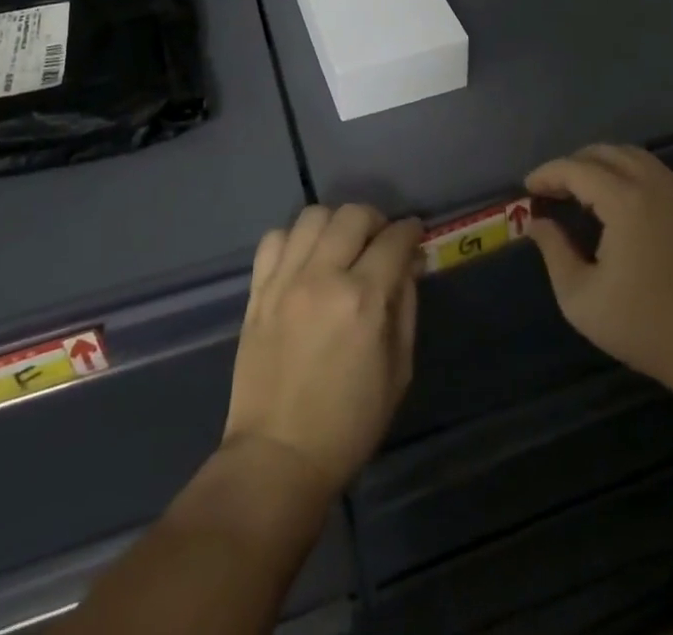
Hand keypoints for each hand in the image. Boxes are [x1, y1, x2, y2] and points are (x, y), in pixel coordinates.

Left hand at [222, 204, 423, 499]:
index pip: (393, 240)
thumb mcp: (398, 370)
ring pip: (313, 216)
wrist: (278, 457)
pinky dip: (294, 238)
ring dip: (335, 223)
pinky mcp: (258, 290)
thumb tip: (409, 264)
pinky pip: (274, 239)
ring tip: (341, 245)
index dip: (410, 230)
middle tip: (380, 241)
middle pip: (353, 215)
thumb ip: (405, 306)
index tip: (415, 233)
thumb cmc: (349, 423)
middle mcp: (322, 277)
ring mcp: (285, 280)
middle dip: (376, 220)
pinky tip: (304, 259)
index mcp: (363, 300)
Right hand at [526, 144, 672, 391]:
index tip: (527, 189)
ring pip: (630, 155)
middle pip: (604, 152)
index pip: (576, 169)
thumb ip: (554, 252)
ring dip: (599, 164)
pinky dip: (623, 171)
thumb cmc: (645, 325)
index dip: (547, 174)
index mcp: (625, 201)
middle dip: (571, 164)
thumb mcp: (581, 297)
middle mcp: (653, 184)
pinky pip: (649, 169)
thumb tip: (536, 223)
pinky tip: (612, 199)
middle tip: (550, 190)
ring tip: (577, 190)